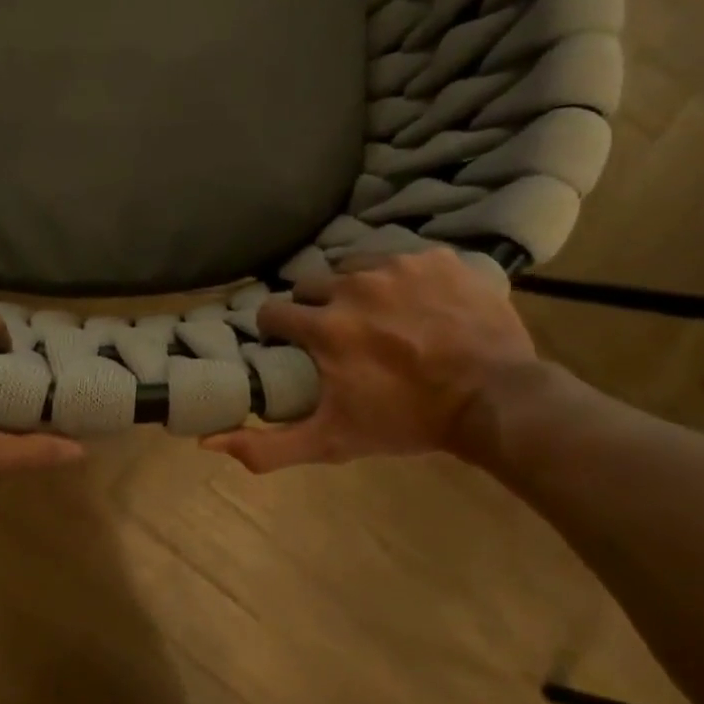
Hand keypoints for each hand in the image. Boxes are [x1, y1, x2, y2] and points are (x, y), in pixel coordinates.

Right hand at [203, 249, 540, 471]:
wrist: (496, 400)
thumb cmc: (406, 422)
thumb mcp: (332, 442)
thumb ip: (268, 446)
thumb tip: (207, 442)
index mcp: (324, 326)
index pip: (273, 312)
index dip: (278, 331)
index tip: (292, 347)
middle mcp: (353, 285)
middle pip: (310, 285)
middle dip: (315, 308)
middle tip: (339, 336)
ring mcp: (398, 265)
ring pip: (353, 266)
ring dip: (355, 289)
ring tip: (378, 317)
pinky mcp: (436, 258)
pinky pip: (401, 258)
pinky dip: (401, 279)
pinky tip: (417, 305)